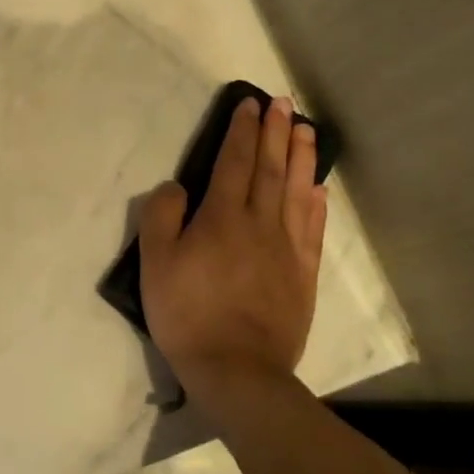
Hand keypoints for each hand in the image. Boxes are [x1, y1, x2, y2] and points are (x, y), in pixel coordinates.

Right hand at [139, 95, 327, 407]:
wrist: (237, 370)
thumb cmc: (188, 314)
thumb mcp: (155, 264)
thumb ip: (161, 217)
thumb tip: (177, 187)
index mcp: (222, 217)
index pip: (234, 162)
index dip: (241, 131)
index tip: (249, 105)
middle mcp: (259, 223)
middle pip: (269, 168)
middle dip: (275, 132)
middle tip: (282, 103)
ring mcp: (286, 248)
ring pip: (296, 191)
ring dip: (301, 157)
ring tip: (305, 129)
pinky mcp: (302, 274)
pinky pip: (311, 229)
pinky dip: (316, 204)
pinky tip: (318, 188)